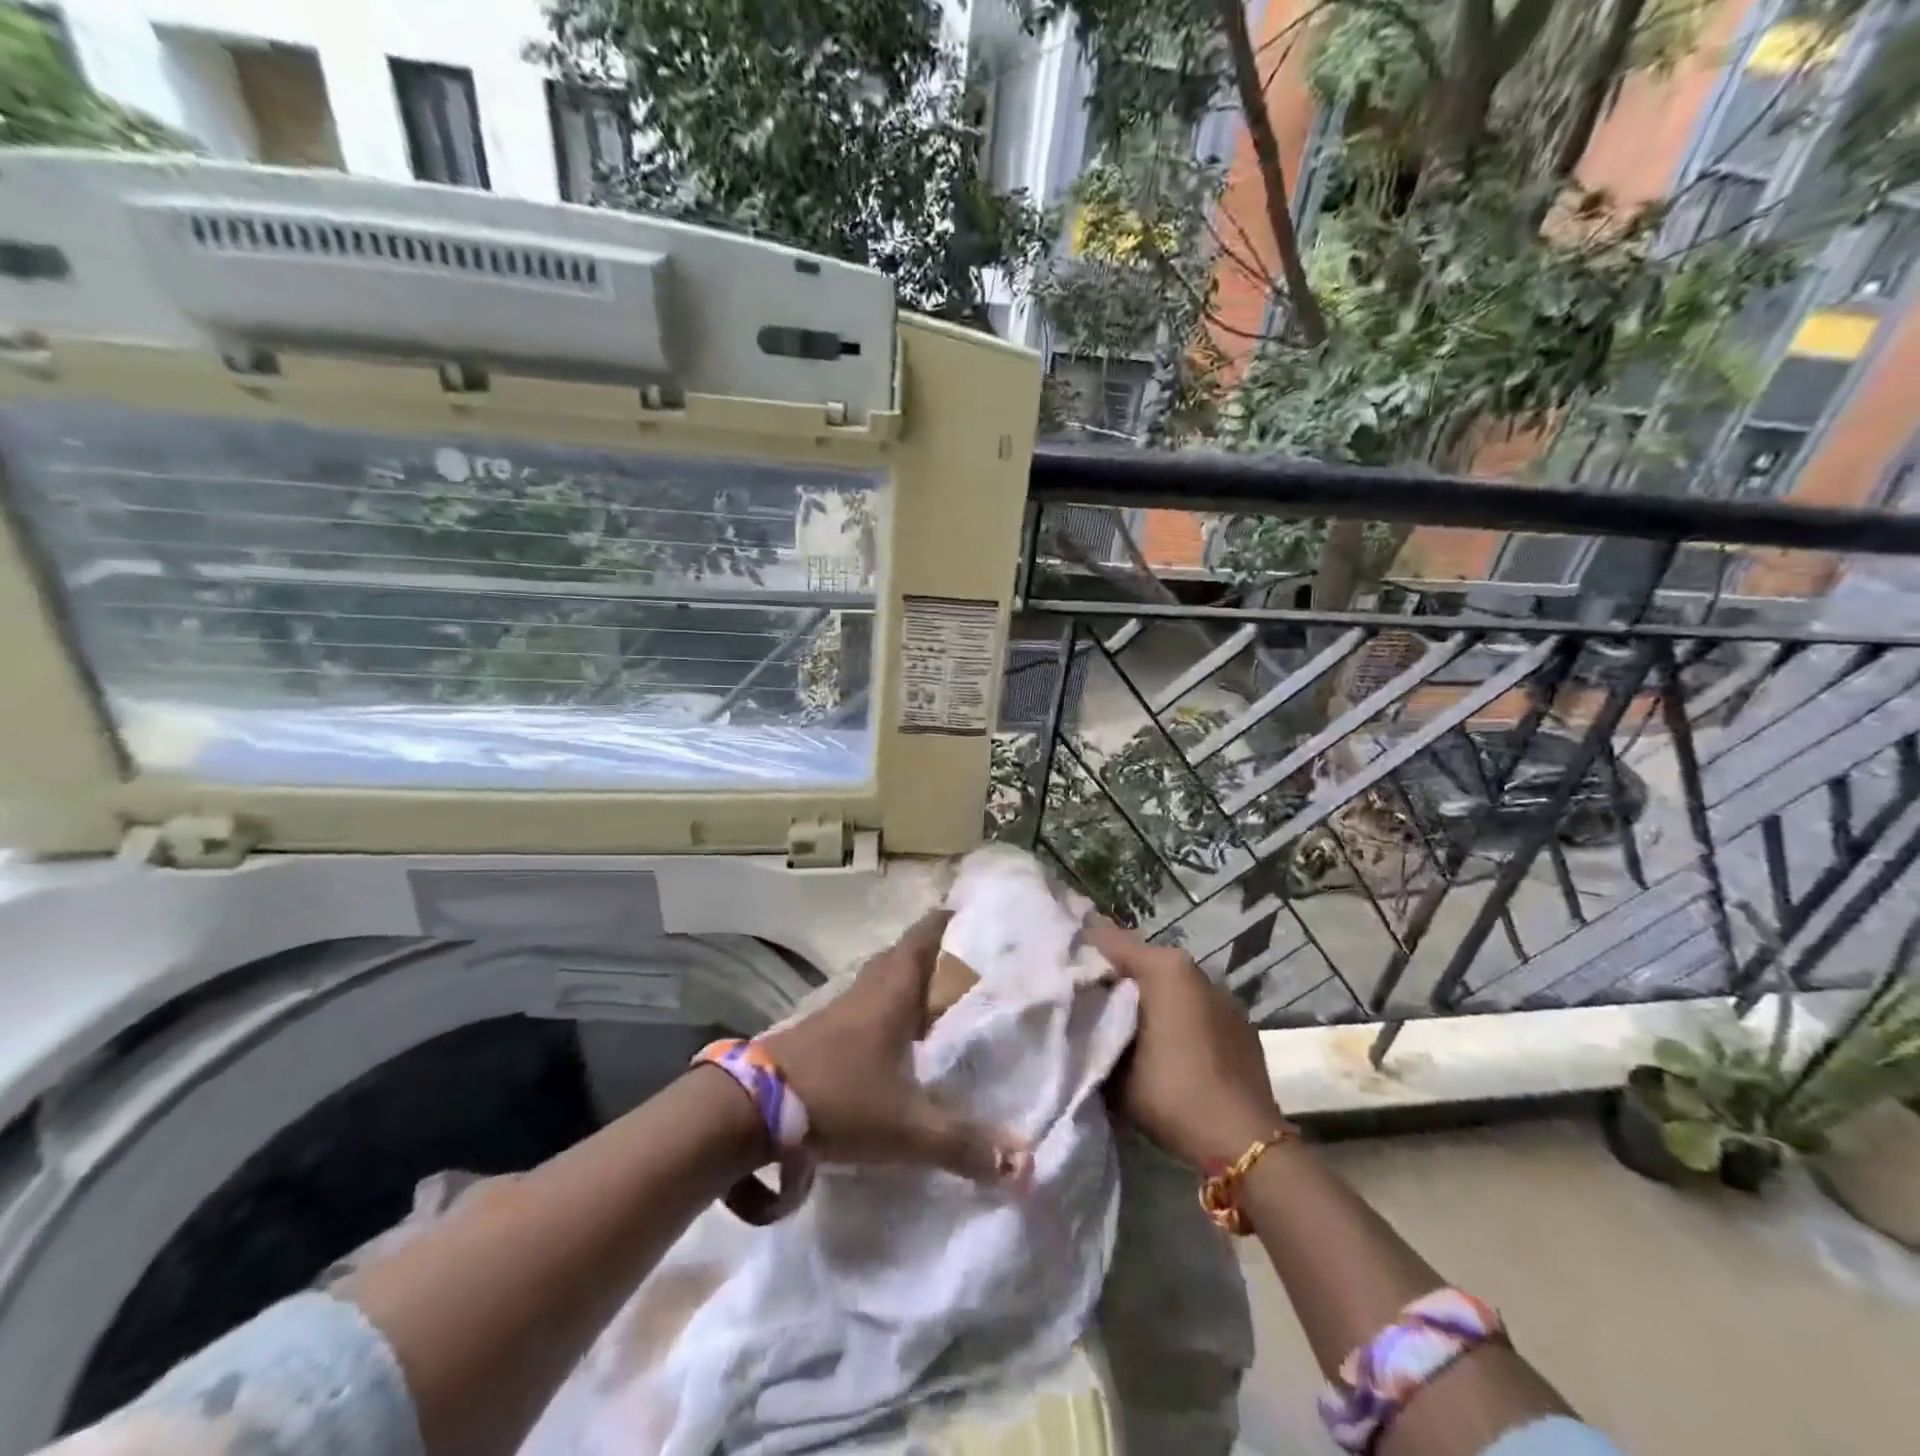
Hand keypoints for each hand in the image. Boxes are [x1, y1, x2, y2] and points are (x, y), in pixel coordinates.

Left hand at [759, 911, 1030, 1183]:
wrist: (751, 1109)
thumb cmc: (840, 1099)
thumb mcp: (907, 1129)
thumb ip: (963, 1146)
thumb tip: (1025, 1166)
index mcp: (893, 994)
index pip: (922, 939)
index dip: (944, 922)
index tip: (966, 912)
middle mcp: (867, 992)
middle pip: (900, 956)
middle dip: (929, 953)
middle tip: (960, 962)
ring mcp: (838, 1011)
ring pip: (877, 982)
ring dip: (902, 983)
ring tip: (932, 1000)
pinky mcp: (819, 1034)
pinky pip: (860, 1008)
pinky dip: (881, 1011)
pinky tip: (891, 1042)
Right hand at [1082, 919, 1284, 1168]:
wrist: (1242, 1141)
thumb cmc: (1171, 1093)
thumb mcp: (1114, 1067)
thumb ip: (1094, 1030)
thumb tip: (1080, 1015)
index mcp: (1163, 967)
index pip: (1107, 940)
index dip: (1079, 950)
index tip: (1057, 965)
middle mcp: (1193, 969)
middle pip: (1140, 959)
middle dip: (1112, 974)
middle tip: (1083, 995)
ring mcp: (1220, 993)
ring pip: (1167, 982)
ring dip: (1144, 994)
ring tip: (1119, 1019)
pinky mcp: (1237, 1020)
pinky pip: (1192, 1004)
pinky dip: (1173, 1012)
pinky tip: (1162, 1041)